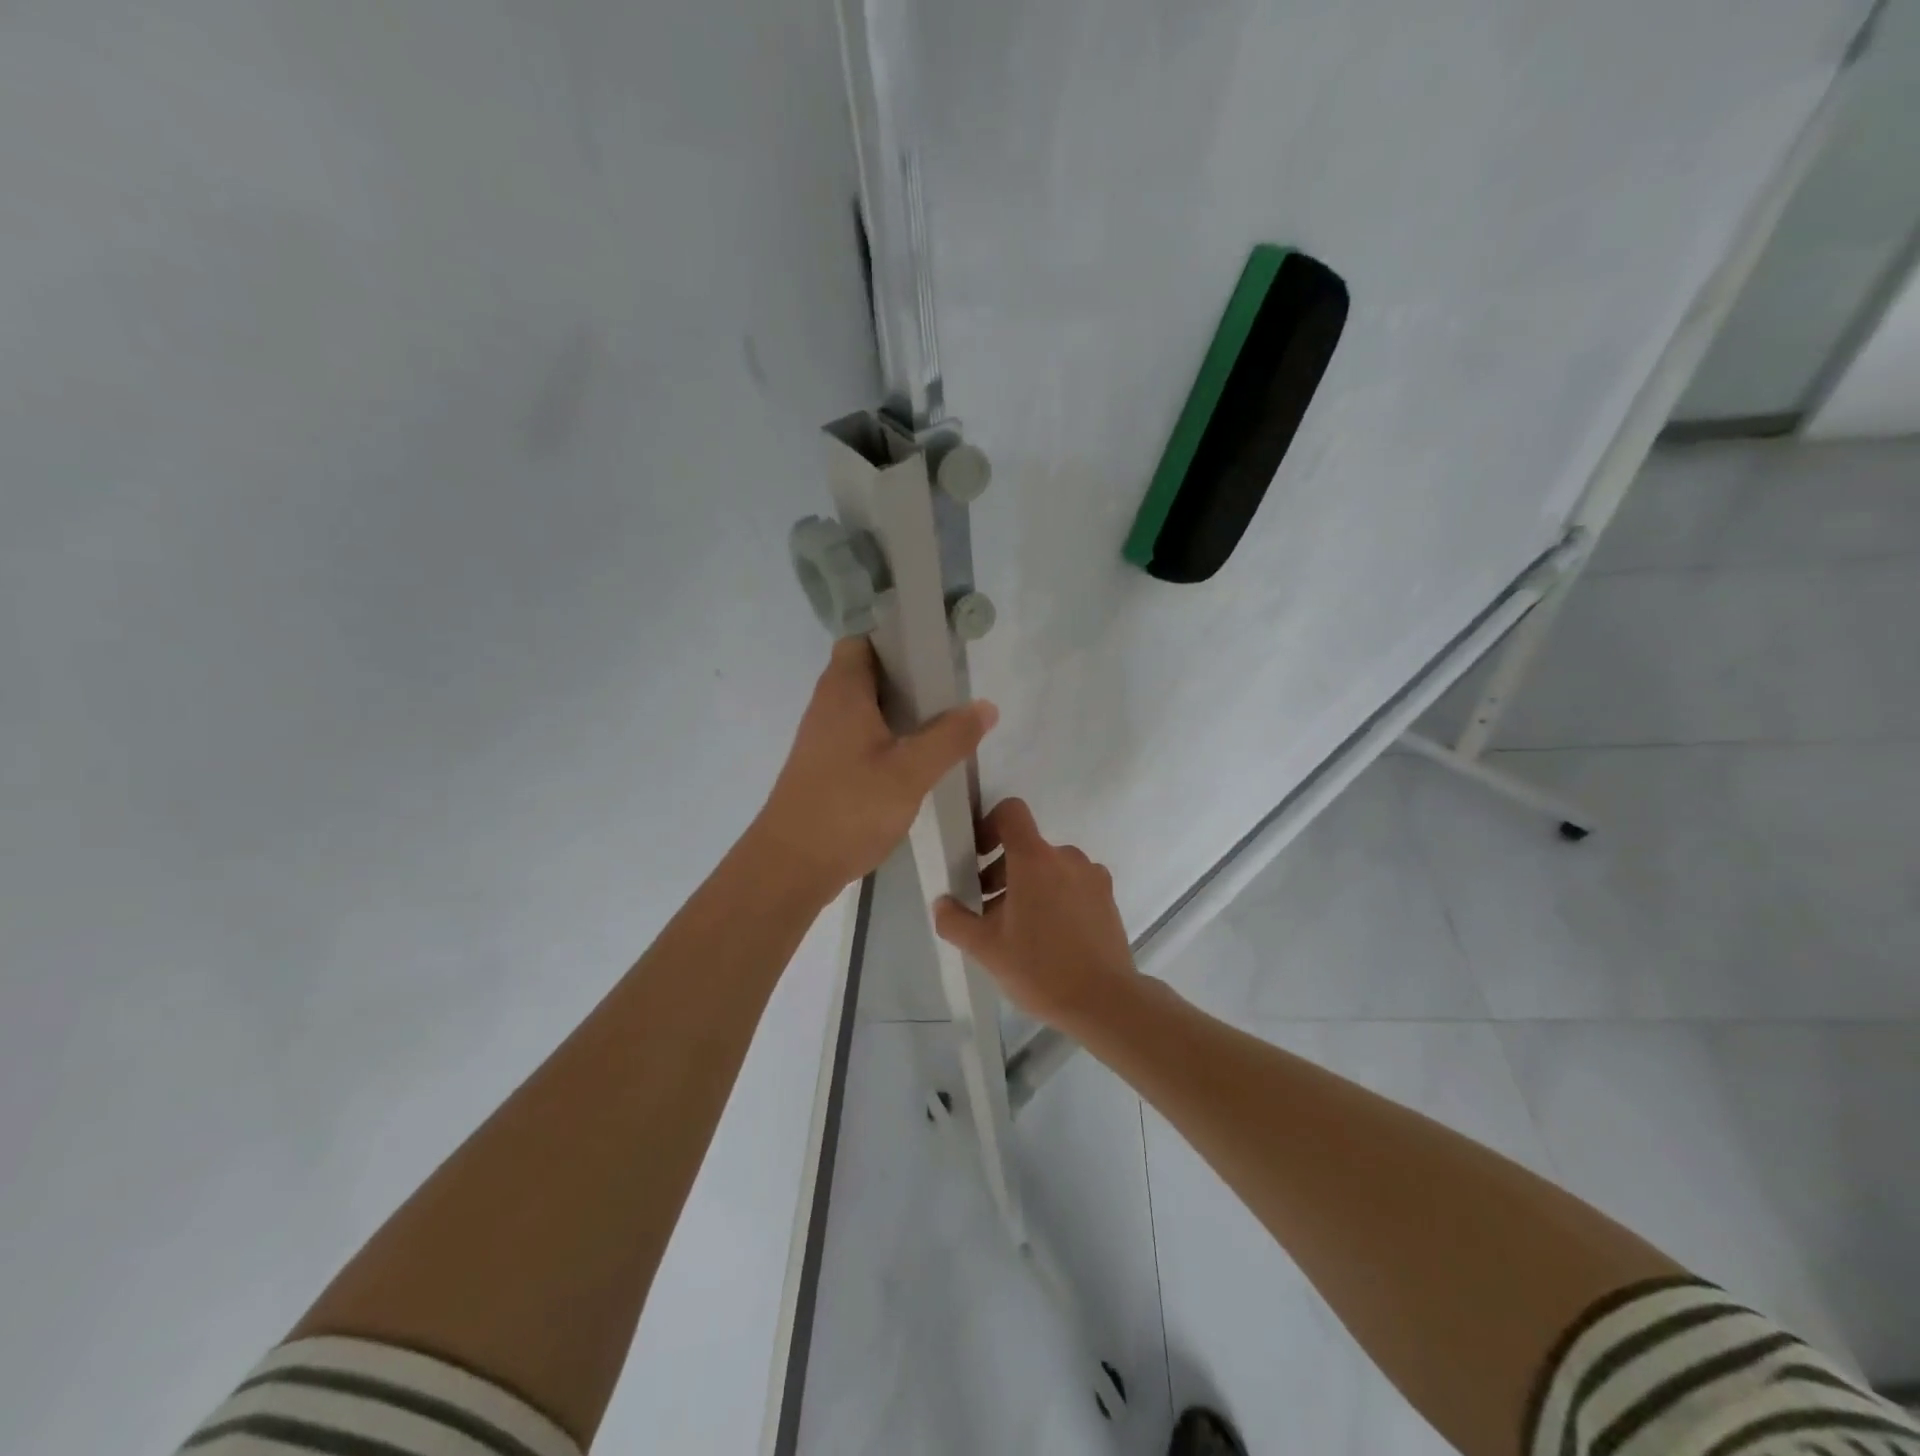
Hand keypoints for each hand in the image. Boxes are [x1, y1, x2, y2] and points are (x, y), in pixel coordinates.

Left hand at [752, 638, 997, 901]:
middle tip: (948, 695)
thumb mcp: (910, 772)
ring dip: (899, 713)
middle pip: (867, 675)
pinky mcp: (824, 769)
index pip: (861, 641)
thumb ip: (950, 737)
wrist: (790, 866)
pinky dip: (886, 740)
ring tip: (941, 727)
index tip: (934, 655)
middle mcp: (827, 708)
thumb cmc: (849, 808)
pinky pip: (859, 738)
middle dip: (907, 679)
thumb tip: (985, 705)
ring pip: (865, 710)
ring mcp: (822, 740)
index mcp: (843, 692)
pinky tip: (914, 763)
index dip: (895, 640)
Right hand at [932, 798, 1139, 1032]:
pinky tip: (1049, 938)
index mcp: (1035, 859)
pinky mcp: (1107, 898)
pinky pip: (1072, 884)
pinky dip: (1055, 898)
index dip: (989, 825)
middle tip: (988, 911)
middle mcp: (1067, 857)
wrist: (1105, 1002)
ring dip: (1028, 887)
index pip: (1011, 812)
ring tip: (1018, 930)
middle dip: (1001, 871)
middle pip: (1026, 847)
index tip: (978, 858)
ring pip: (1050, 868)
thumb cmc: (1040, 968)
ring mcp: (1092, 877)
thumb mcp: (985, 949)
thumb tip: (943, 903)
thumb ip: (955, 921)